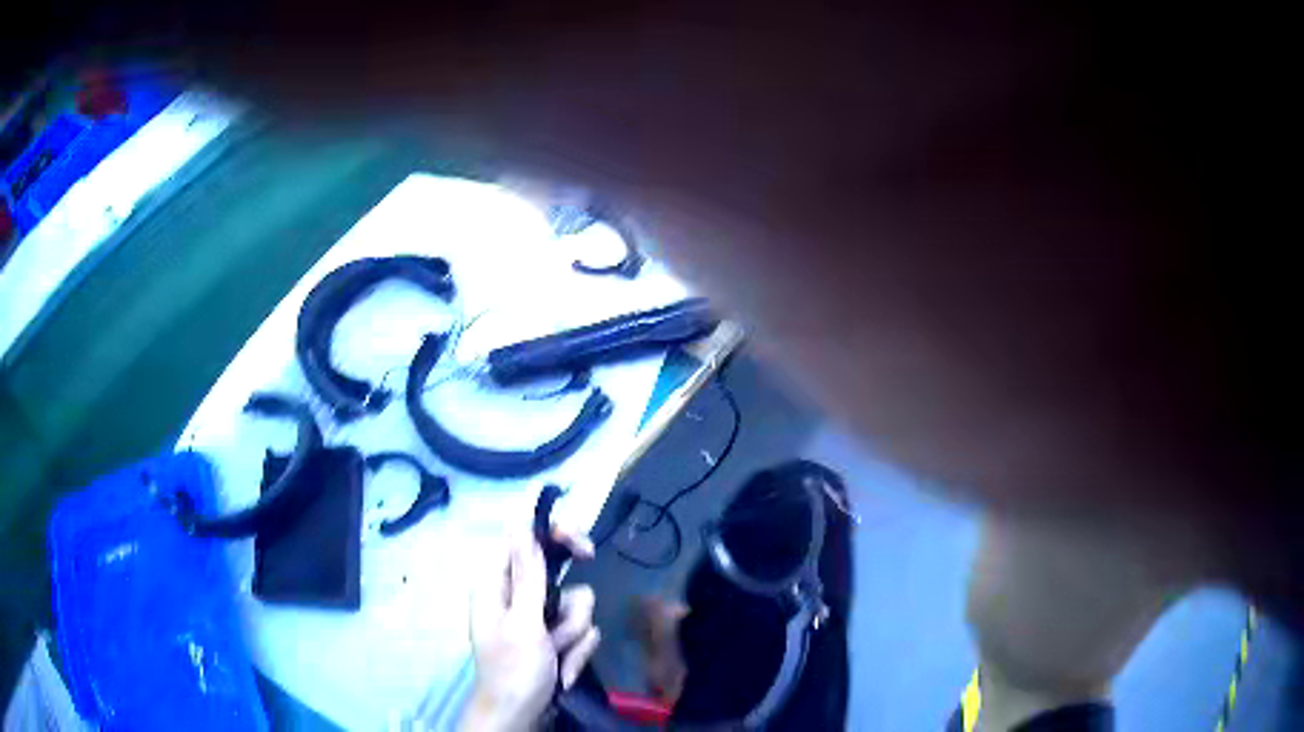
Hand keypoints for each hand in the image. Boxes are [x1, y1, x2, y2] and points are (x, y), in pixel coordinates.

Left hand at [461, 530, 599, 731]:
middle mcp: (518, 597)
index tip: (585, 550)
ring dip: (572, 636)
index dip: (556, 537)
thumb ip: (529, 576)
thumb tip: (521, 525)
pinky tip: (563, 673)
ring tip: (556, 659)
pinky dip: (577, 653)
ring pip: (577, 607)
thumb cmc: (514, 671)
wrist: (521, 717)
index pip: (526, 541)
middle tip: (561, 632)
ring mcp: (538, 619)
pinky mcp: (555, 639)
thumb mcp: (524, 624)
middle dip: (570, 609)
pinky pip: (582, 632)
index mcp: (498, 585)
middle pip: (560, 576)